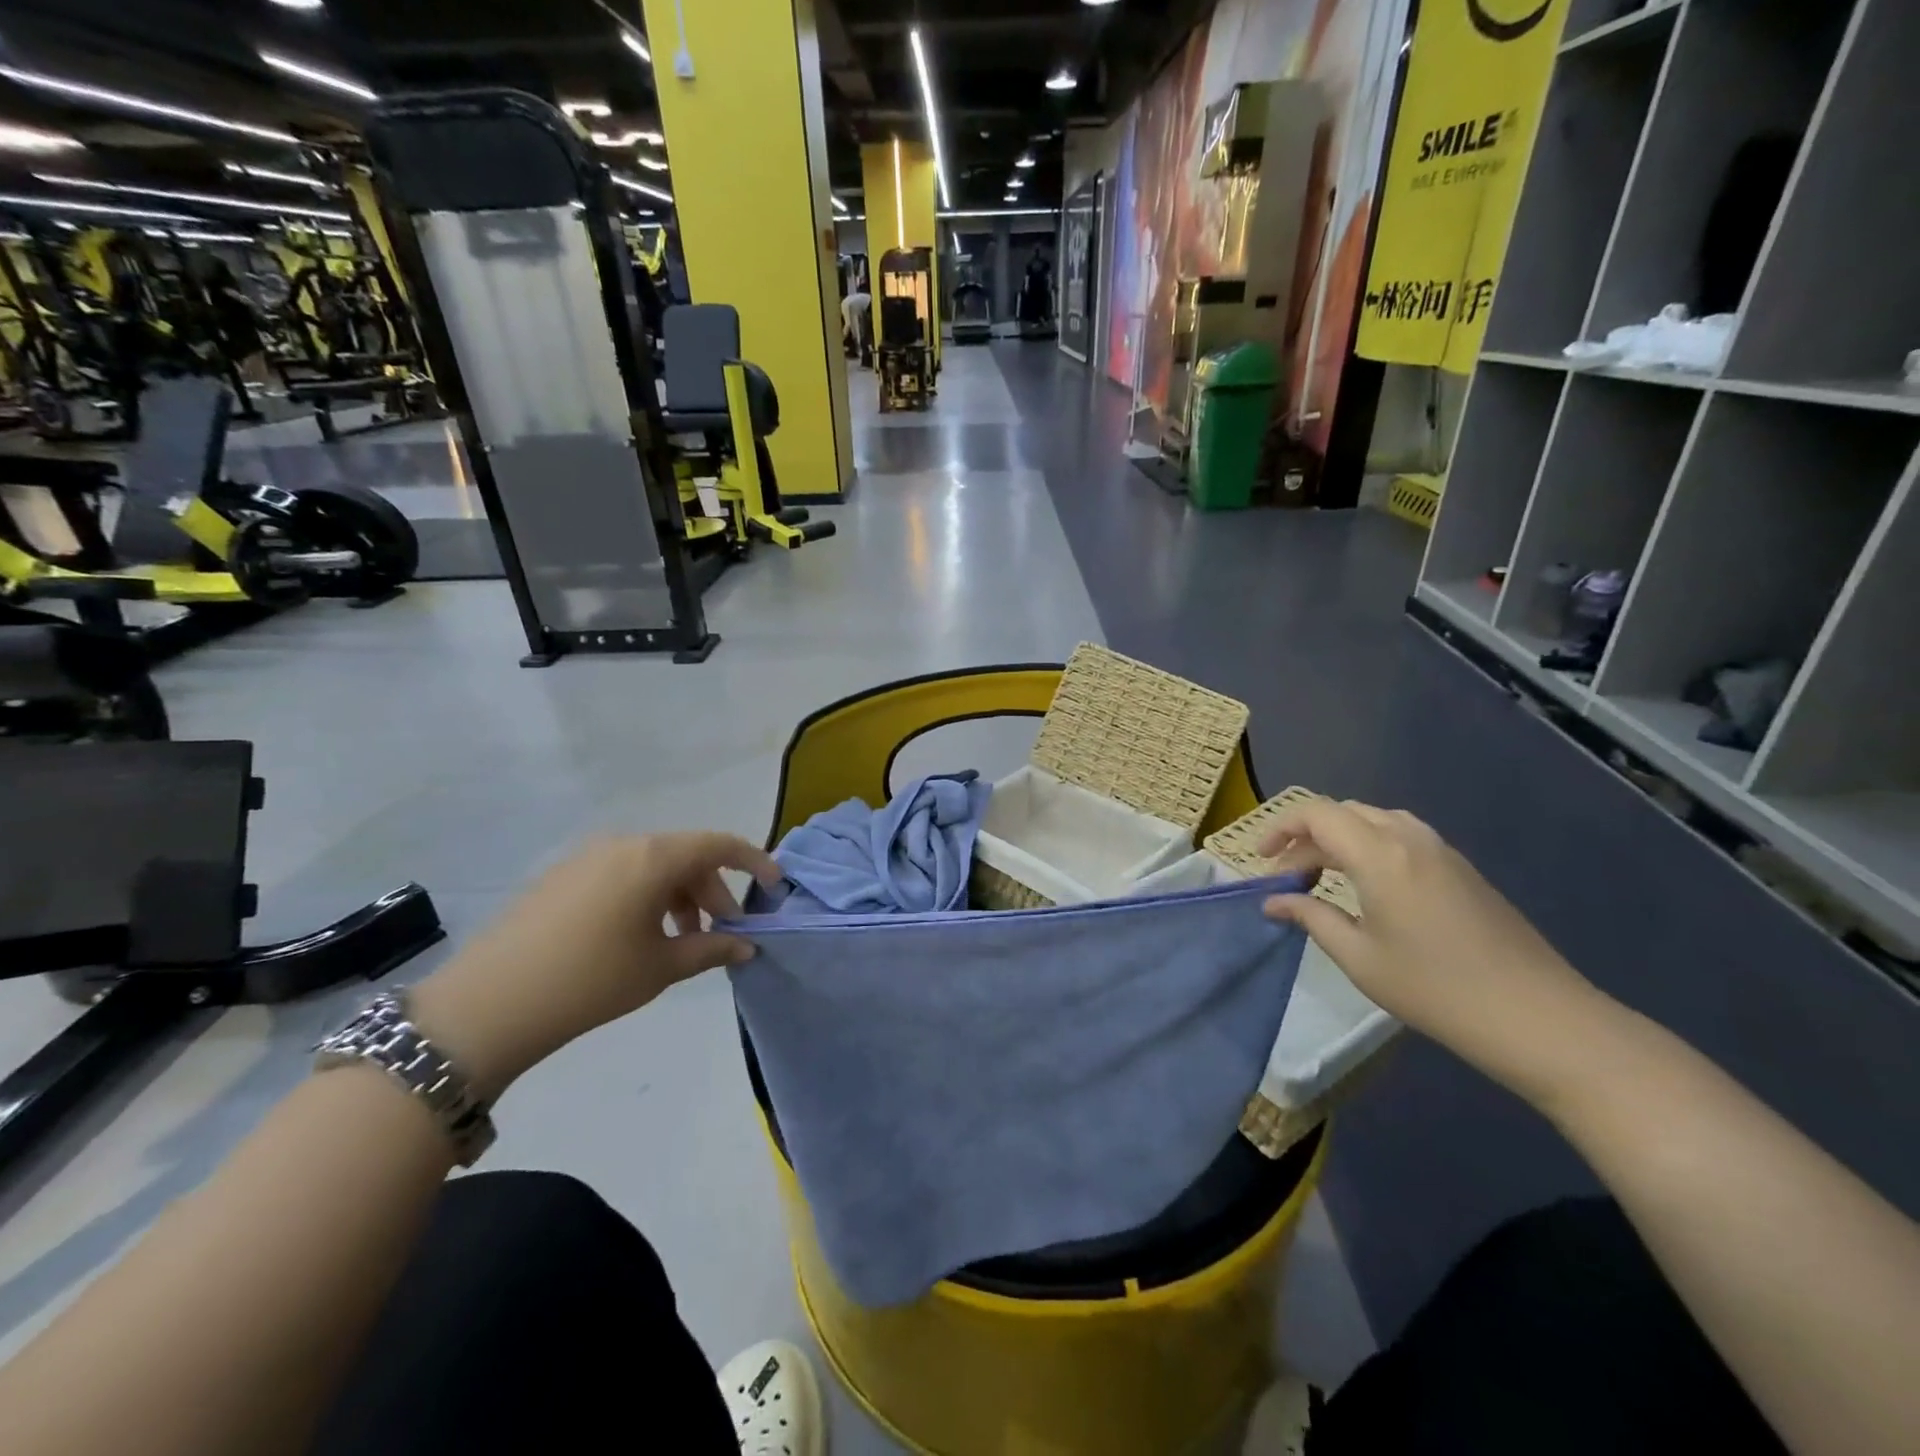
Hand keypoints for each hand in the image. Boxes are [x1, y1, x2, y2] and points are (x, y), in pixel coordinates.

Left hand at [408, 833, 780, 1100]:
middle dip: (712, 893)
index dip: (753, 861)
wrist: (488, 1005)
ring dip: (678, 899)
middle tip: (723, 934)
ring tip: (681, 943)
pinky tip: (639, 938)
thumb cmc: (592, 979)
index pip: (718, 845)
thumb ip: (712, 949)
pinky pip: (621, 876)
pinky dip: (645, 899)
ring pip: (652, 868)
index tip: (774, 886)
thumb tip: (747, 946)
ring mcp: (586, 858)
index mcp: (652, 857)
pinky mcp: (560, 877)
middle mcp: (622, 844)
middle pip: (685, 857)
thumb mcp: (662, 967)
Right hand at [1258, 798, 1608, 1098]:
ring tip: (1322, 878)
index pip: (1316, 814)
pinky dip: (1369, 847)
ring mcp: (1442, 851)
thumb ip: (1310, 917)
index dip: (1280, 829)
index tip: (1262, 861)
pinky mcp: (1462, 869)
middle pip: (1344, 812)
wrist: (1539, 1017)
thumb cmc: (1436, 989)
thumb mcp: (1359, 957)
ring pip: (1374, 820)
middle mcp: (1409, 838)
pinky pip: (1401, 836)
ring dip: (1339, 839)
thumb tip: (1273, 901)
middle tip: (1287, 877)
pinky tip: (1367, 887)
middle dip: (1306, 837)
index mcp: (1379, 854)